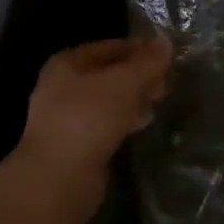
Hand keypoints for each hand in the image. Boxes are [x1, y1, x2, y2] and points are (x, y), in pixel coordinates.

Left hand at [15, 36, 172, 197]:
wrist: (57, 181)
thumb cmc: (88, 119)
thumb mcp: (124, 83)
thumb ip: (147, 62)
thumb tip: (166, 42)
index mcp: (66, 64)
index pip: (109, 47)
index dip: (139, 48)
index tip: (166, 55)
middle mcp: (62, 87)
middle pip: (109, 73)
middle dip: (139, 75)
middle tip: (166, 81)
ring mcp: (67, 118)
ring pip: (109, 100)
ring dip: (134, 98)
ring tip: (160, 100)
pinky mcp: (76, 146)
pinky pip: (106, 124)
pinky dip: (125, 120)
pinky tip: (144, 123)